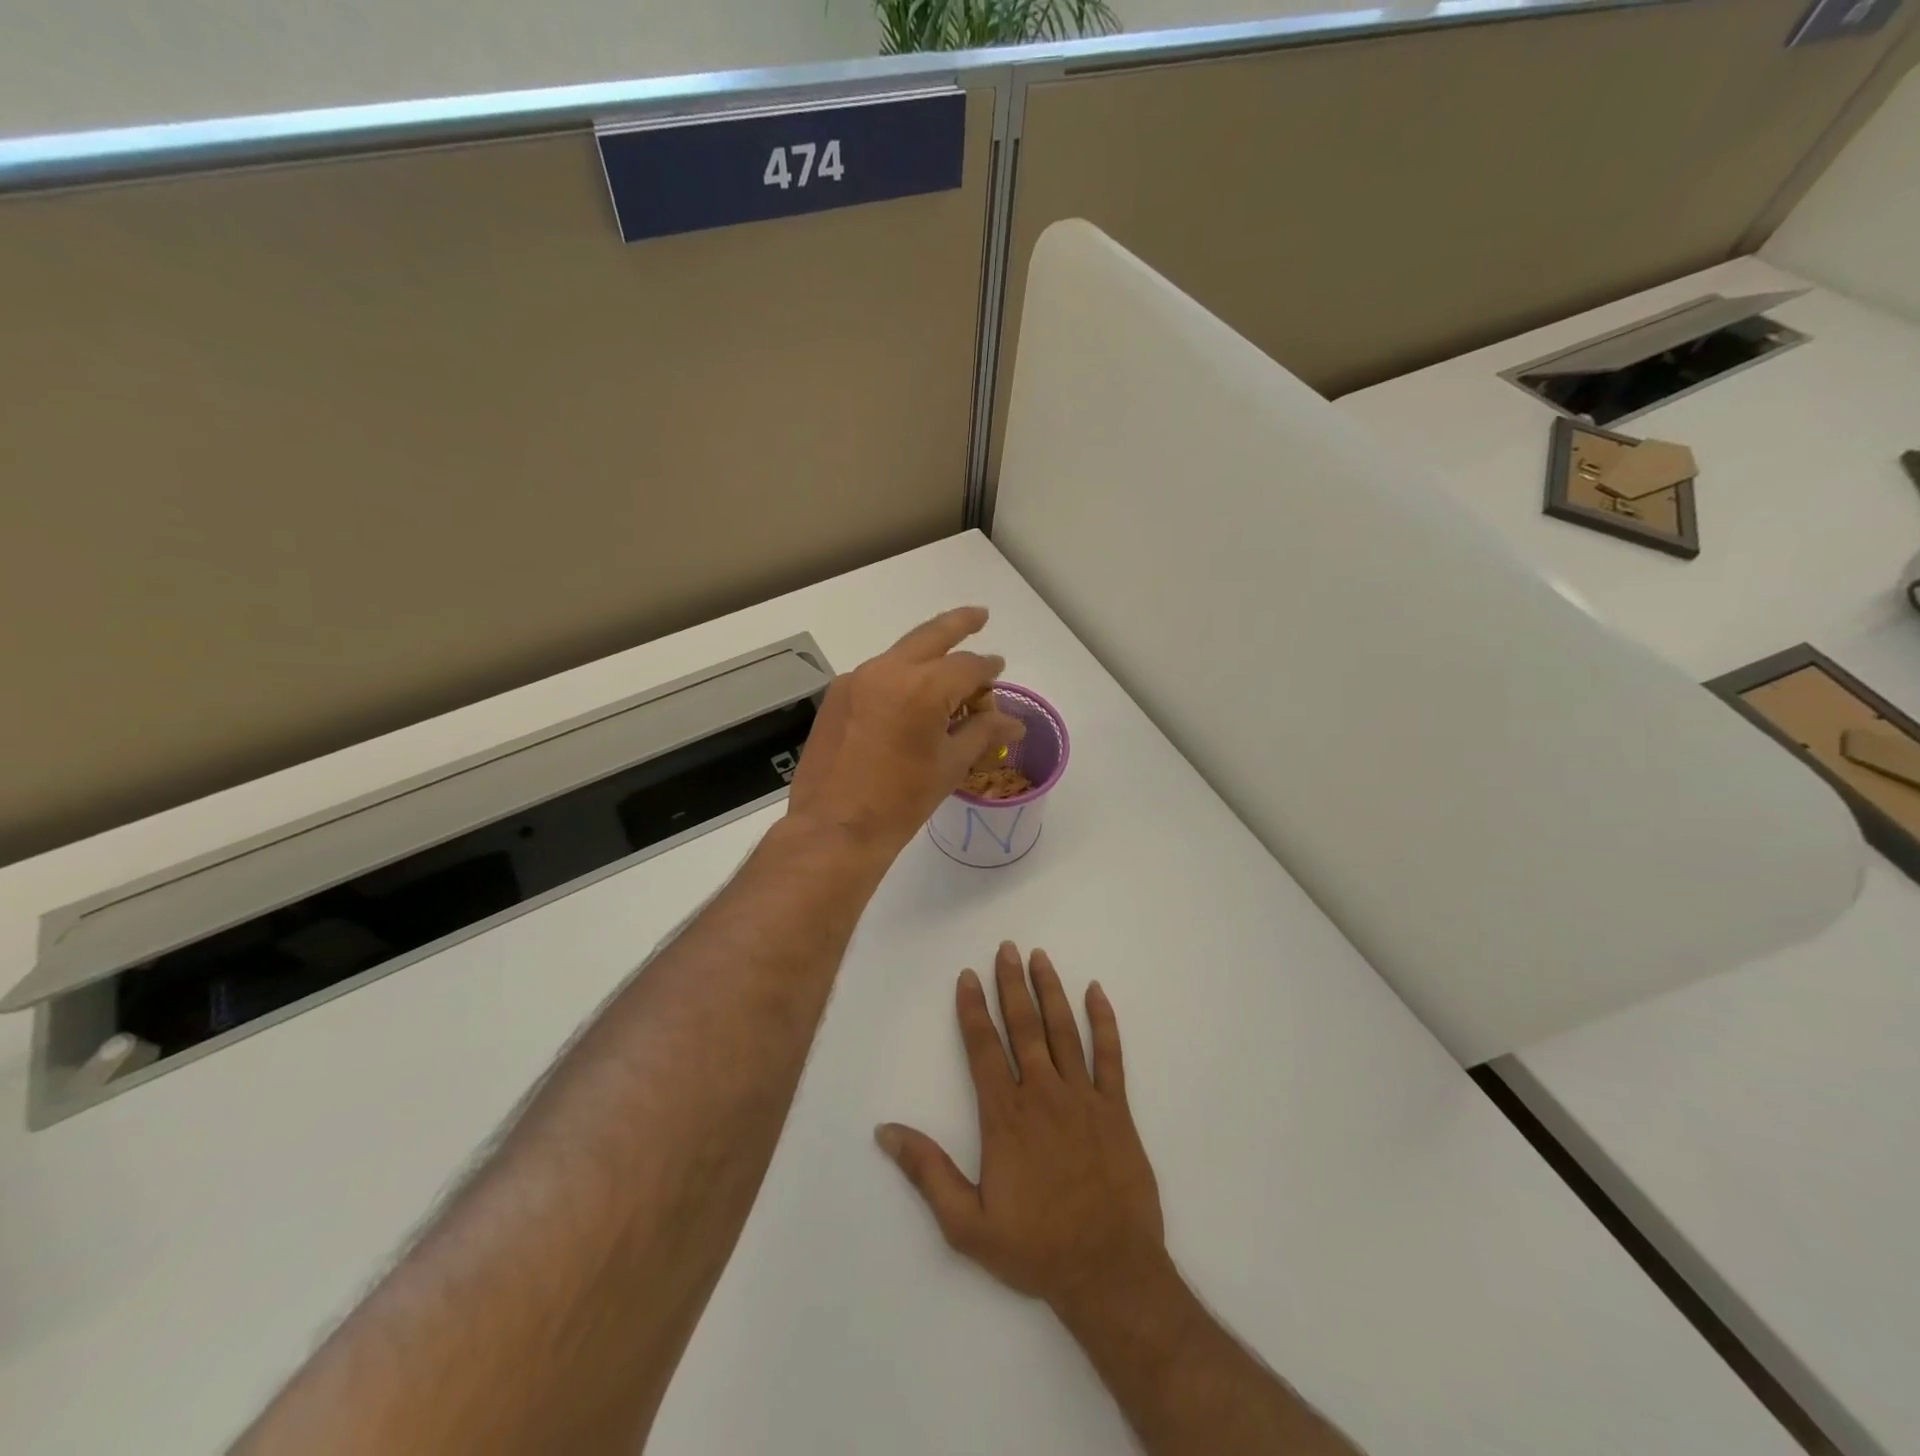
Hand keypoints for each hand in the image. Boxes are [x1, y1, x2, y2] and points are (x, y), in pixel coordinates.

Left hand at [787, 607, 1024, 854]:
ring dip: (927, 655)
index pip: (968, 666)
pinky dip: (900, 677)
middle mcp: (887, 670)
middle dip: (960, 623)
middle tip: (980, 616)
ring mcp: (856, 679)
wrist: (834, 827)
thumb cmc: (901, 801)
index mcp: (923, 687)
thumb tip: (1015, 722)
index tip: (999, 671)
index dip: (989, 669)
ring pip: (901, 654)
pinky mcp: (837, 695)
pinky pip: (877, 675)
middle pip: (931, 636)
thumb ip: (983, 733)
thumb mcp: (950, 765)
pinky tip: (909, 700)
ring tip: (947, 671)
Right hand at [877, 944, 1167, 1314]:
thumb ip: (927, 1172)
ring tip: (1039, 957)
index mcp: (1005, 1116)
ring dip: (1050, 990)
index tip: (967, 975)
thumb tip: (885, 1132)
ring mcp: (1083, 1097)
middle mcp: (1042, 1094)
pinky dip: (1104, 1021)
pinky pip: (1110, 1055)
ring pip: (1063, 1030)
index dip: (972, 1009)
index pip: (983, 1048)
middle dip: (1011, 984)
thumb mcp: (966, 1223)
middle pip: (1023, 1026)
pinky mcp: (1116, 1108)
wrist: (1108, 1271)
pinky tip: (1095, 992)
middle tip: (1006, 948)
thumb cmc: (1034, 1248)